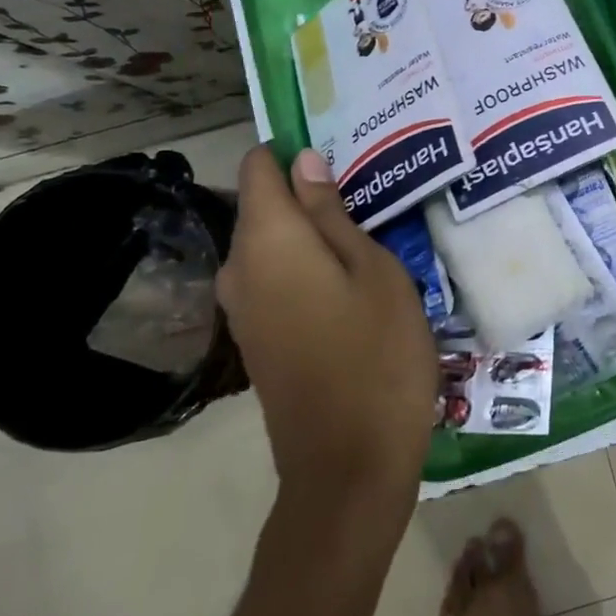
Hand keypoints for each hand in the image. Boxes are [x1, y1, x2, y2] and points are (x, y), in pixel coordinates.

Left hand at [217, 146, 436, 503]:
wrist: (349, 466)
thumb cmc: (376, 354)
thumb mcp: (374, 271)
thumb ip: (332, 214)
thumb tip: (303, 162)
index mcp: (267, 241)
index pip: (260, 166)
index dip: (293, 150)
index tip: (341, 149)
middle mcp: (239, 268)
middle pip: (264, 205)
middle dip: (309, 190)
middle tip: (370, 193)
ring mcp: (243, 309)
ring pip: (272, 244)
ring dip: (311, 231)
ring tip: (368, 229)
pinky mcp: (255, 339)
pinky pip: (273, 278)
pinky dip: (304, 265)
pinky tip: (349, 277)